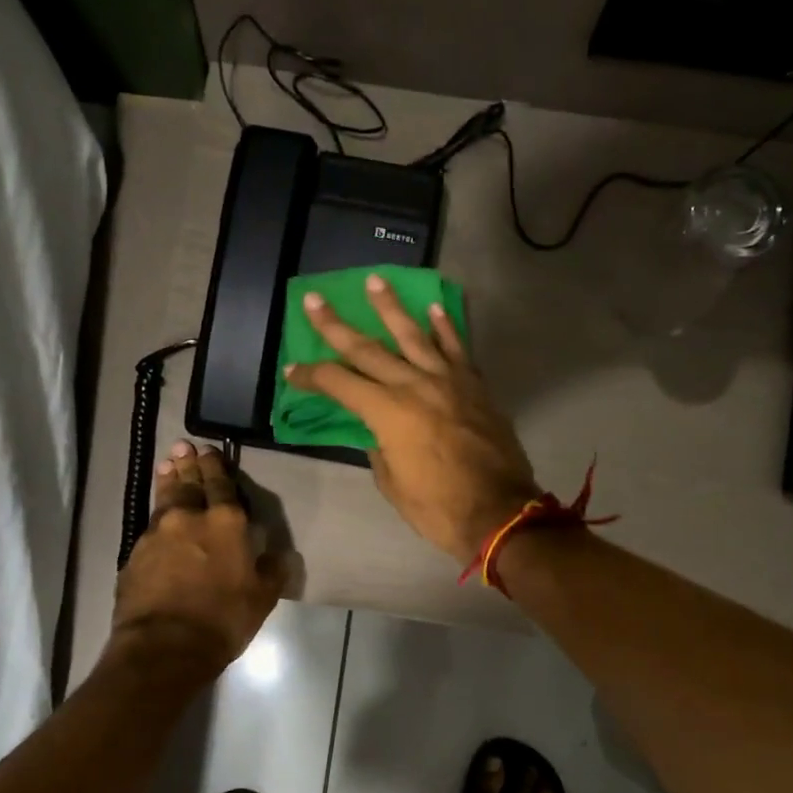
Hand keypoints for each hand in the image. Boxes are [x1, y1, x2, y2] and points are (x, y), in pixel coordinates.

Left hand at [112, 441, 285, 669]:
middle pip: (188, 483)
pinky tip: (157, 517)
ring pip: (164, 499)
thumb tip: (280, 555)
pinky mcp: (135, 553)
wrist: (165, 645)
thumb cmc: (223, 619)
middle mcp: (189, 518)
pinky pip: (149, 526)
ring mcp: (157, 533)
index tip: (209, 450)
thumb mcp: (262, 598)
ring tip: (167, 465)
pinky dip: (156, 516)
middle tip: (183, 446)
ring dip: (167, 480)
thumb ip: (272, 571)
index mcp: (226, 522)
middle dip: (188, 464)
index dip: (216, 466)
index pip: (221, 484)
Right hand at [283, 277, 538, 560]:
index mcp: (388, 412)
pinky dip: (445, 326)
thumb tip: (377, 431)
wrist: (499, 512)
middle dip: (336, 326)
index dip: (311, 376)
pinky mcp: (474, 385)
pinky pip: (457, 348)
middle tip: (315, 300)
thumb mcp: (392, 484)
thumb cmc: (438, 508)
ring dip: (391, 307)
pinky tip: (434, 306)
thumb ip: (379, 448)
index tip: (292, 370)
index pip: (339, 383)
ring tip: (375, 281)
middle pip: (368, 349)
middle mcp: (415, 385)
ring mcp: (448, 380)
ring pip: (414, 334)